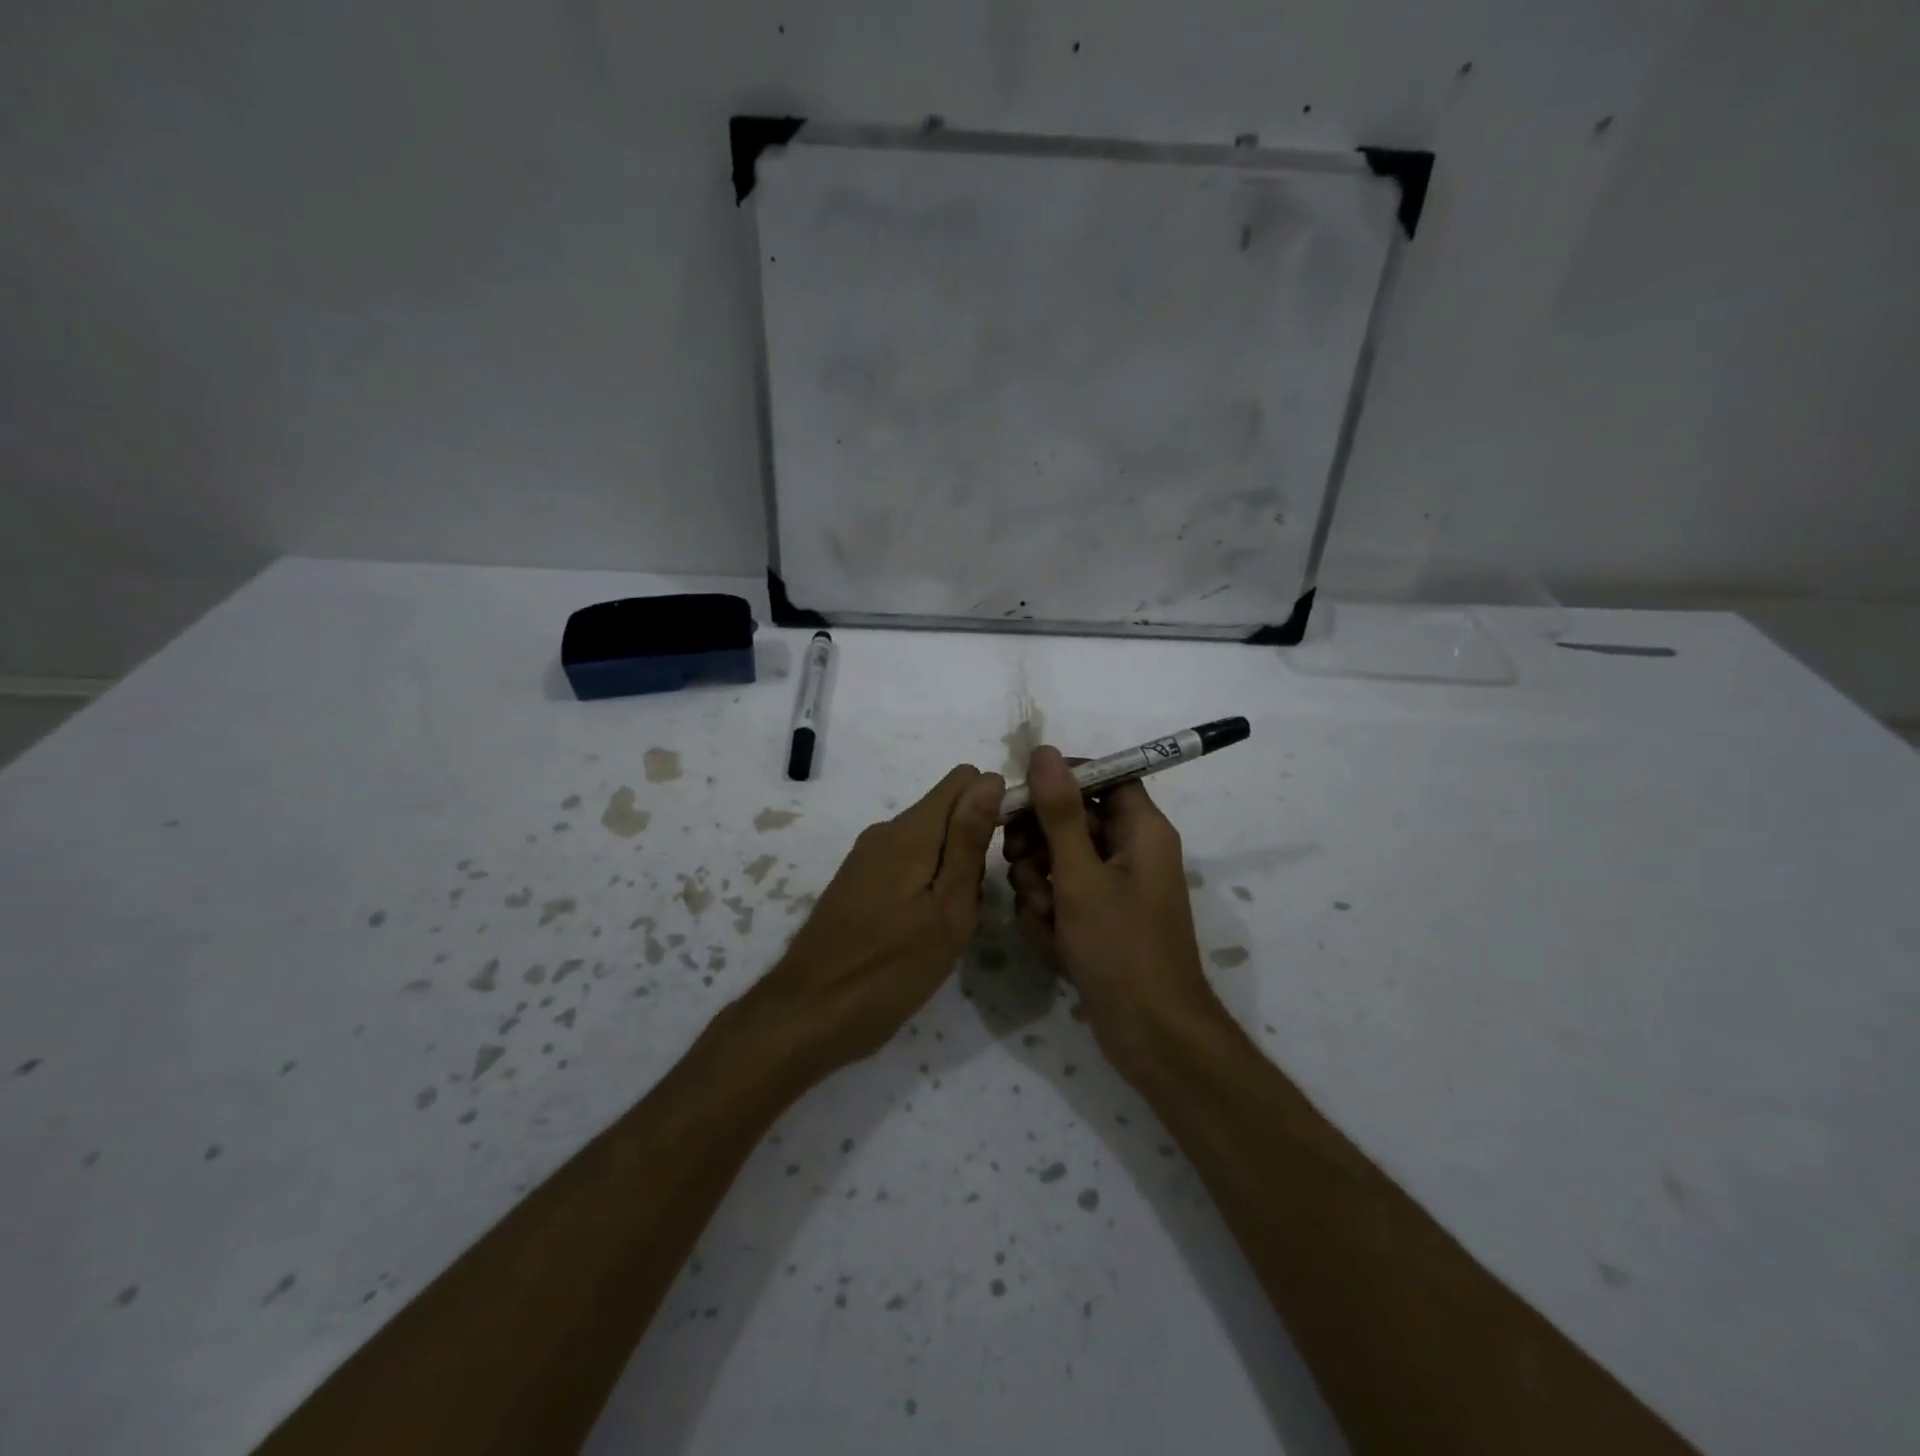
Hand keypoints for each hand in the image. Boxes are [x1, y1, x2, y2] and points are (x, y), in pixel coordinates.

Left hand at [749, 765, 1004, 1077]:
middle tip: (971, 906)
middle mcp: (886, 831)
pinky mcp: (857, 882)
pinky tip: (922, 931)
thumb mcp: (948, 908)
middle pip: (947, 813)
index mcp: (911, 831)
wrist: (809, 1014)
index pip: (964, 779)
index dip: (992, 804)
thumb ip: (968, 841)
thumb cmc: (891, 968)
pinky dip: (926, 886)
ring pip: (930, 842)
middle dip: (972, 846)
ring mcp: (867, 857)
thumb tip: (990, 778)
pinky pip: (907, 864)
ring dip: (951, 872)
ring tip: (949, 925)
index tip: (1003, 852)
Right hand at [1004, 746, 1221, 1078]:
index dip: (1061, 780)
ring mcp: (1114, 888)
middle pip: (1073, 820)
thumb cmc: (1121, 948)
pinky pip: (1062, 897)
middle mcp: (1131, 851)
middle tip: (1016, 862)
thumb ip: (1059, 813)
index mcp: (1142, 830)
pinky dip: (1050, 914)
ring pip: (1060, 861)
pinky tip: (1052, 942)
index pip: (1104, 776)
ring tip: (1044, 917)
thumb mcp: (1081, 876)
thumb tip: (1045, 752)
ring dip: (1039, 885)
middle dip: (1039, 843)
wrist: (1150, 1034)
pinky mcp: (1099, 919)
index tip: (1022, 796)